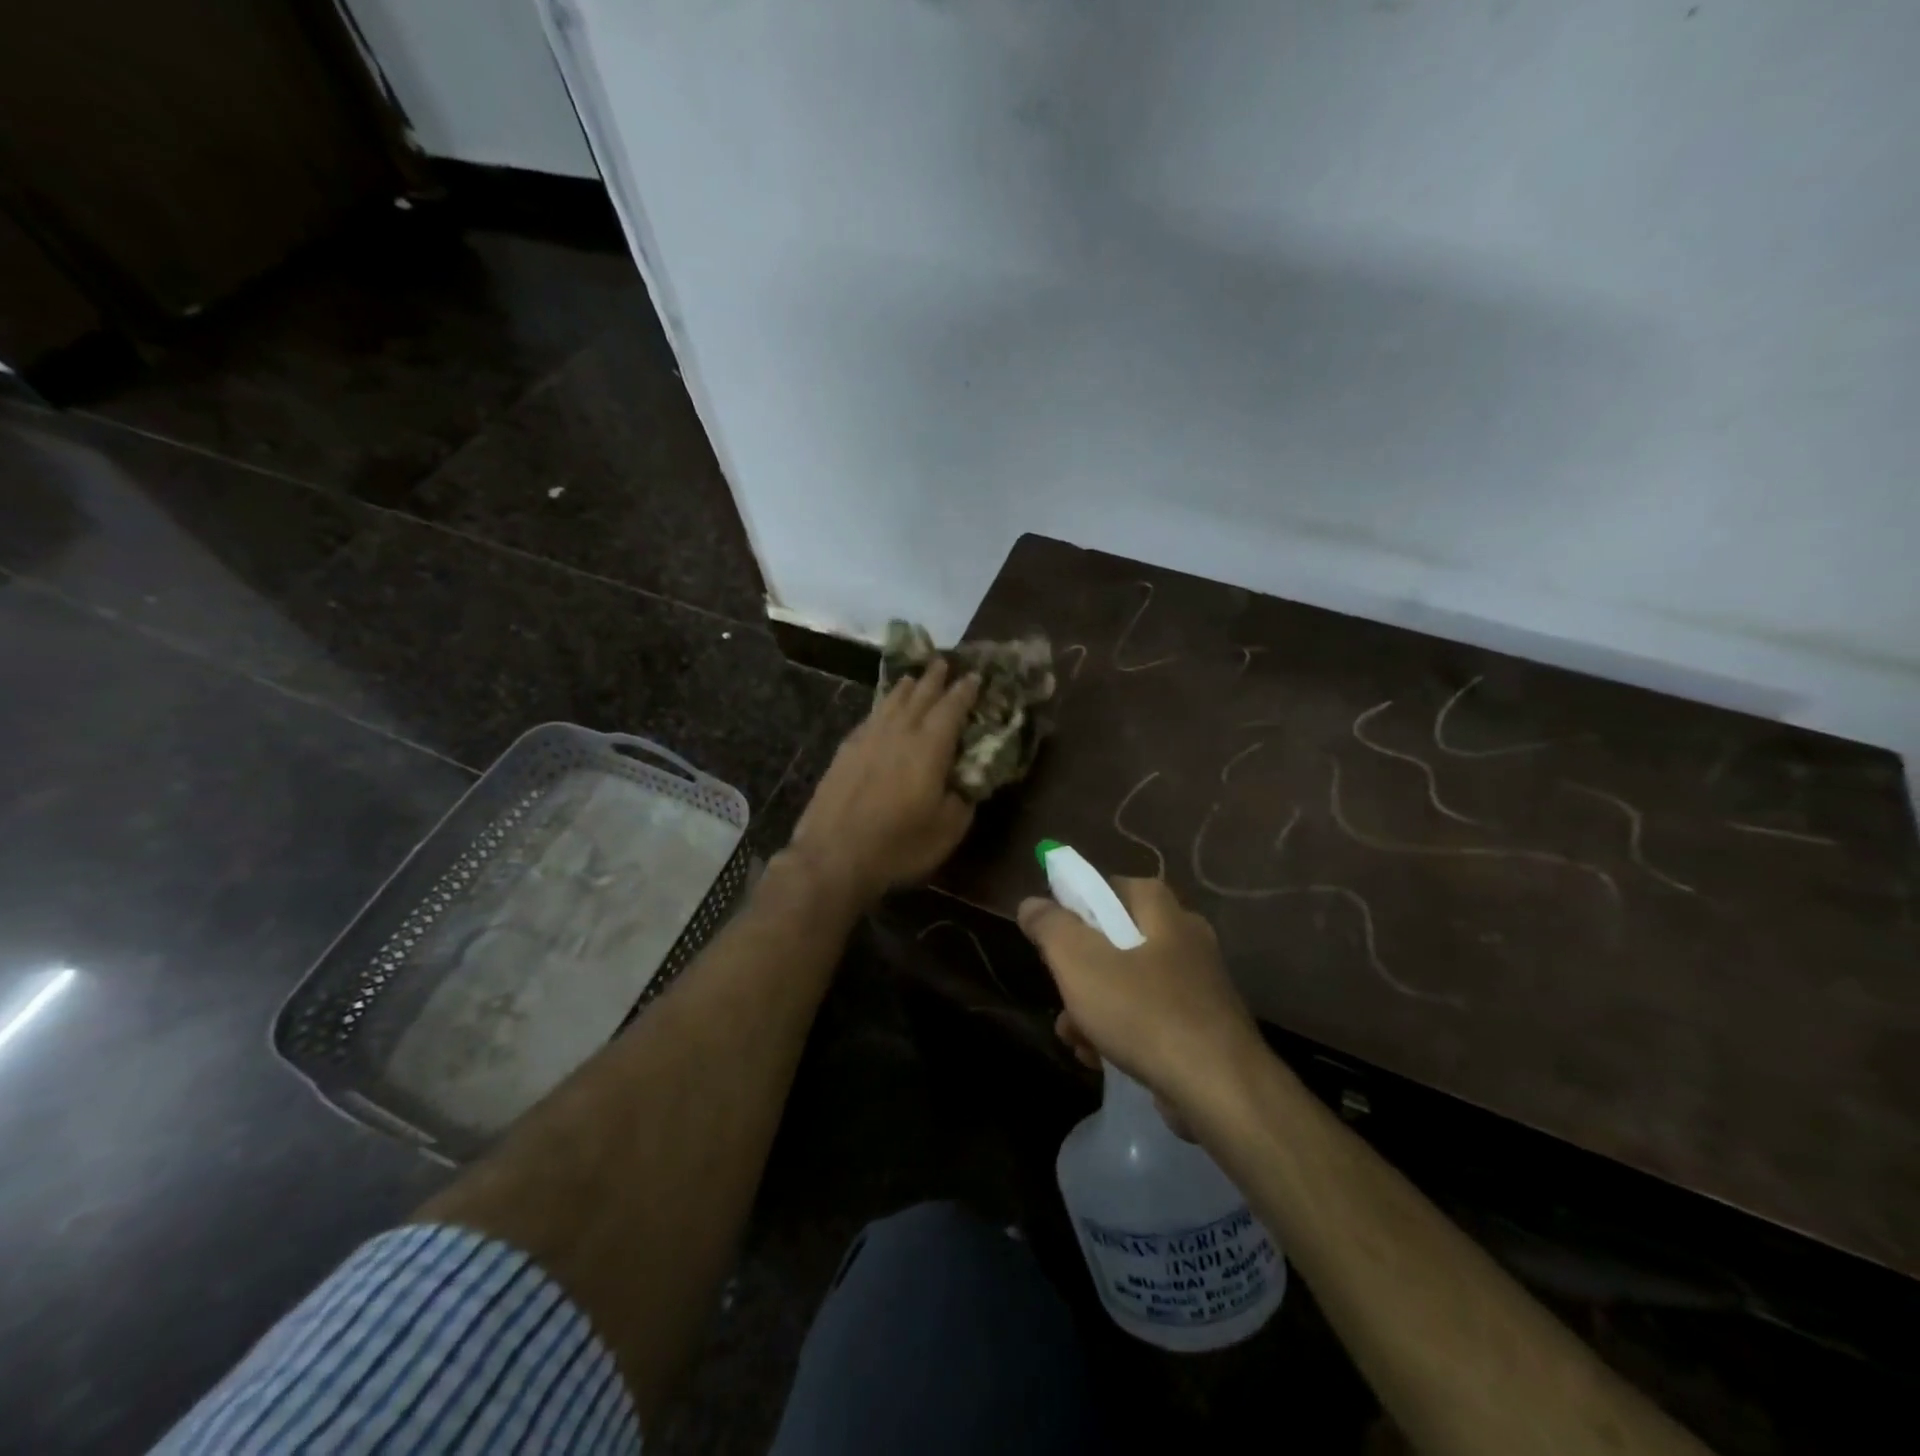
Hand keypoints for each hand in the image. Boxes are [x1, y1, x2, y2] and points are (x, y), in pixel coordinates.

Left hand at [786, 659, 980, 906]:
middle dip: (935, 679)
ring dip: (905, 687)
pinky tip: (881, 710)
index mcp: (929, 747)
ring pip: (890, 702)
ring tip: (913, 678)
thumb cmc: (899, 845)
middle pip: (920, 696)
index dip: (965, 691)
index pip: (952, 708)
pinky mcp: (845, 751)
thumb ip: (962, 800)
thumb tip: (966, 784)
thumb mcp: (947, 830)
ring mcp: (867, 739)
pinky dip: (881, 707)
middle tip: (943, 662)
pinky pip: (870, 717)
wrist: (833, 855)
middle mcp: (899, 733)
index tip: (974, 676)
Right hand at [1018, 877, 1266, 1122]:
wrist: (1219, 1090)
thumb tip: (1031, 903)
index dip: (1076, 906)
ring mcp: (1198, 984)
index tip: (1053, 935)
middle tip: (1061, 993)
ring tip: (1074, 1038)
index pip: (1110, 887)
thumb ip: (1050, 926)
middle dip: (1079, 972)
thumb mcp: (1080, 962)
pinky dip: (1122, 1033)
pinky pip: (1150, 1018)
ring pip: (1129, 984)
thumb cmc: (1144, 1013)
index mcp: (1163, 910)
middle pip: (1116, 940)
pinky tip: (1100, 1059)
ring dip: (1093, 1008)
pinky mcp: (1203, 1027)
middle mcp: (1185, 938)